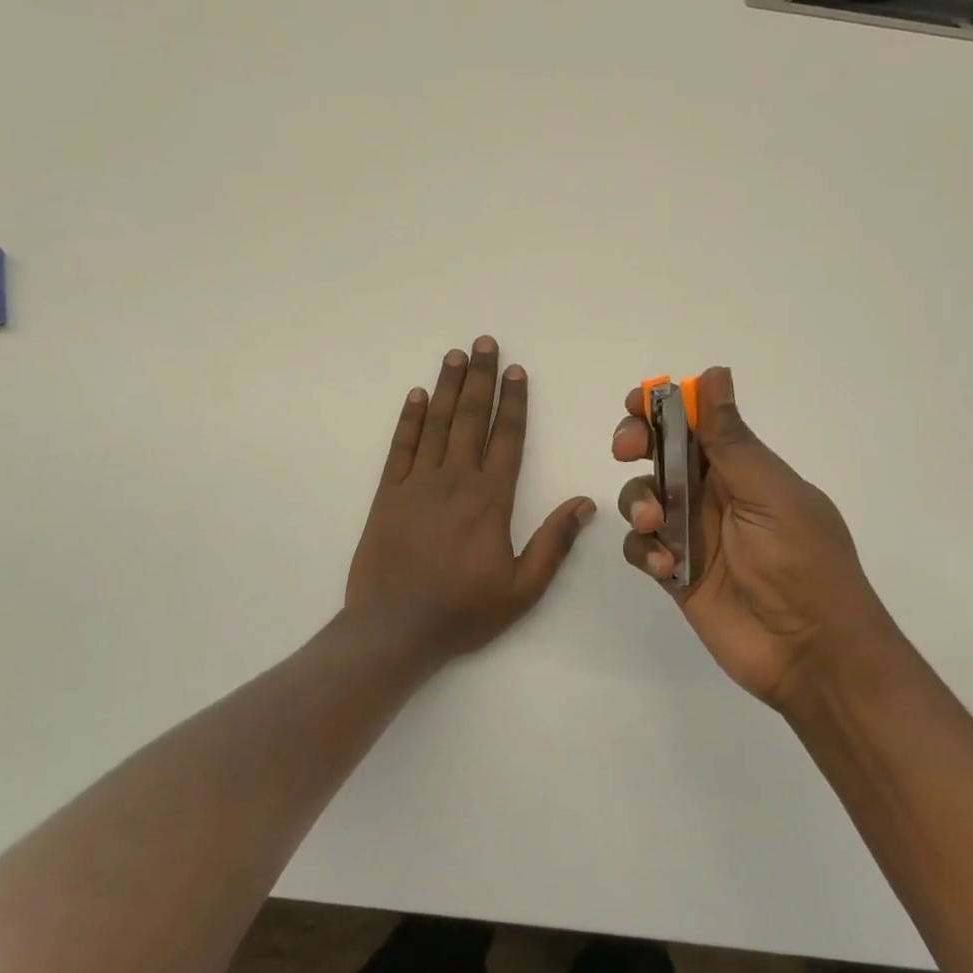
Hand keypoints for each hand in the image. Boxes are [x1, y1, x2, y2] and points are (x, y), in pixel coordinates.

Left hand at [348, 336, 594, 664]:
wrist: (394, 630)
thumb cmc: (463, 611)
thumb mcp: (523, 588)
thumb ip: (554, 543)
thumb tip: (585, 503)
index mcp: (491, 499)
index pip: (507, 438)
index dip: (514, 402)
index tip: (517, 371)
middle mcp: (455, 480)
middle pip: (471, 418)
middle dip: (480, 378)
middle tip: (484, 343)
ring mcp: (417, 484)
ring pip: (436, 424)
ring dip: (448, 387)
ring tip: (456, 355)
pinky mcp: (387, 495)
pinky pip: (400, 447)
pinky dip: (409, 419)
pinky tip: (417, 396)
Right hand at [613, 367, 895, 707]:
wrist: (812, 652)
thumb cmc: (802, 562)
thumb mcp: (769, 494)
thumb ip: (731, 440)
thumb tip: (714, 372)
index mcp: (744, 467)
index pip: (696, 421)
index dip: (664, 406)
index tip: (639, 404)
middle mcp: (714, 493)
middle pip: (660, 452)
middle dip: (636, 443)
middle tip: (627, 449)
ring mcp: (693, 533)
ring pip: (643, 496)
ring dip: (638, 502)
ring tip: (654, 525)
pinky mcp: (676, 572)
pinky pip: (642, 546)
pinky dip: (644, 549)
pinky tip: (667, 568)